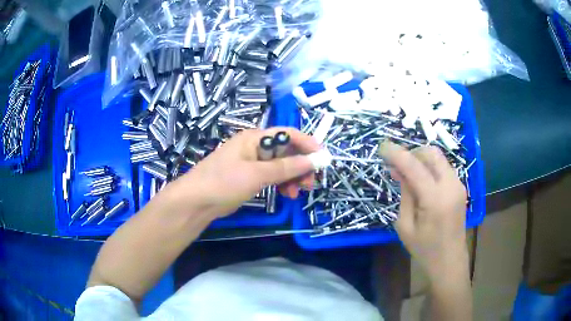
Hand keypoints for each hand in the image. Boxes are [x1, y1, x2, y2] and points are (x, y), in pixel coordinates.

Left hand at [164, 127, 319, 218]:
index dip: (307, 143)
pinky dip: (282, 183)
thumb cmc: (224, 182)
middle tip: (311, 182)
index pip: (287, 134)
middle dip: (301, 164)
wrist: (196, 202)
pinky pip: (272, 176)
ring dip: (293, 176)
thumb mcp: (256, 174)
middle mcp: (255, 147)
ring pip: (281, 165)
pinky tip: (287, 194)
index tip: (323, 158)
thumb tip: (313, 161)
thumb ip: (286, 167)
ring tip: (298, 192)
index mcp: (255, 138)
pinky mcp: (249, 177)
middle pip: (286, 150)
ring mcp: (251, 162)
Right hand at [378, 141, 467, 280]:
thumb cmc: (424, 250)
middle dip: (411, 153)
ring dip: (421, 160)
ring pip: (438, 158)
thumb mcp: (405, 226)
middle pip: (431, 153)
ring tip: (406, 174)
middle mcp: (450, 186)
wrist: (450, 261)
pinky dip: (430, 168)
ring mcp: (458, 185)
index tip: (382, 146)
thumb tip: (399, 171)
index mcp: (435, 199)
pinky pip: (443, 168)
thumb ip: (405, 195)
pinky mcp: (460, 188)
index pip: (414, 166)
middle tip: (396, 165)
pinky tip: (420, 181)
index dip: (396, 153)